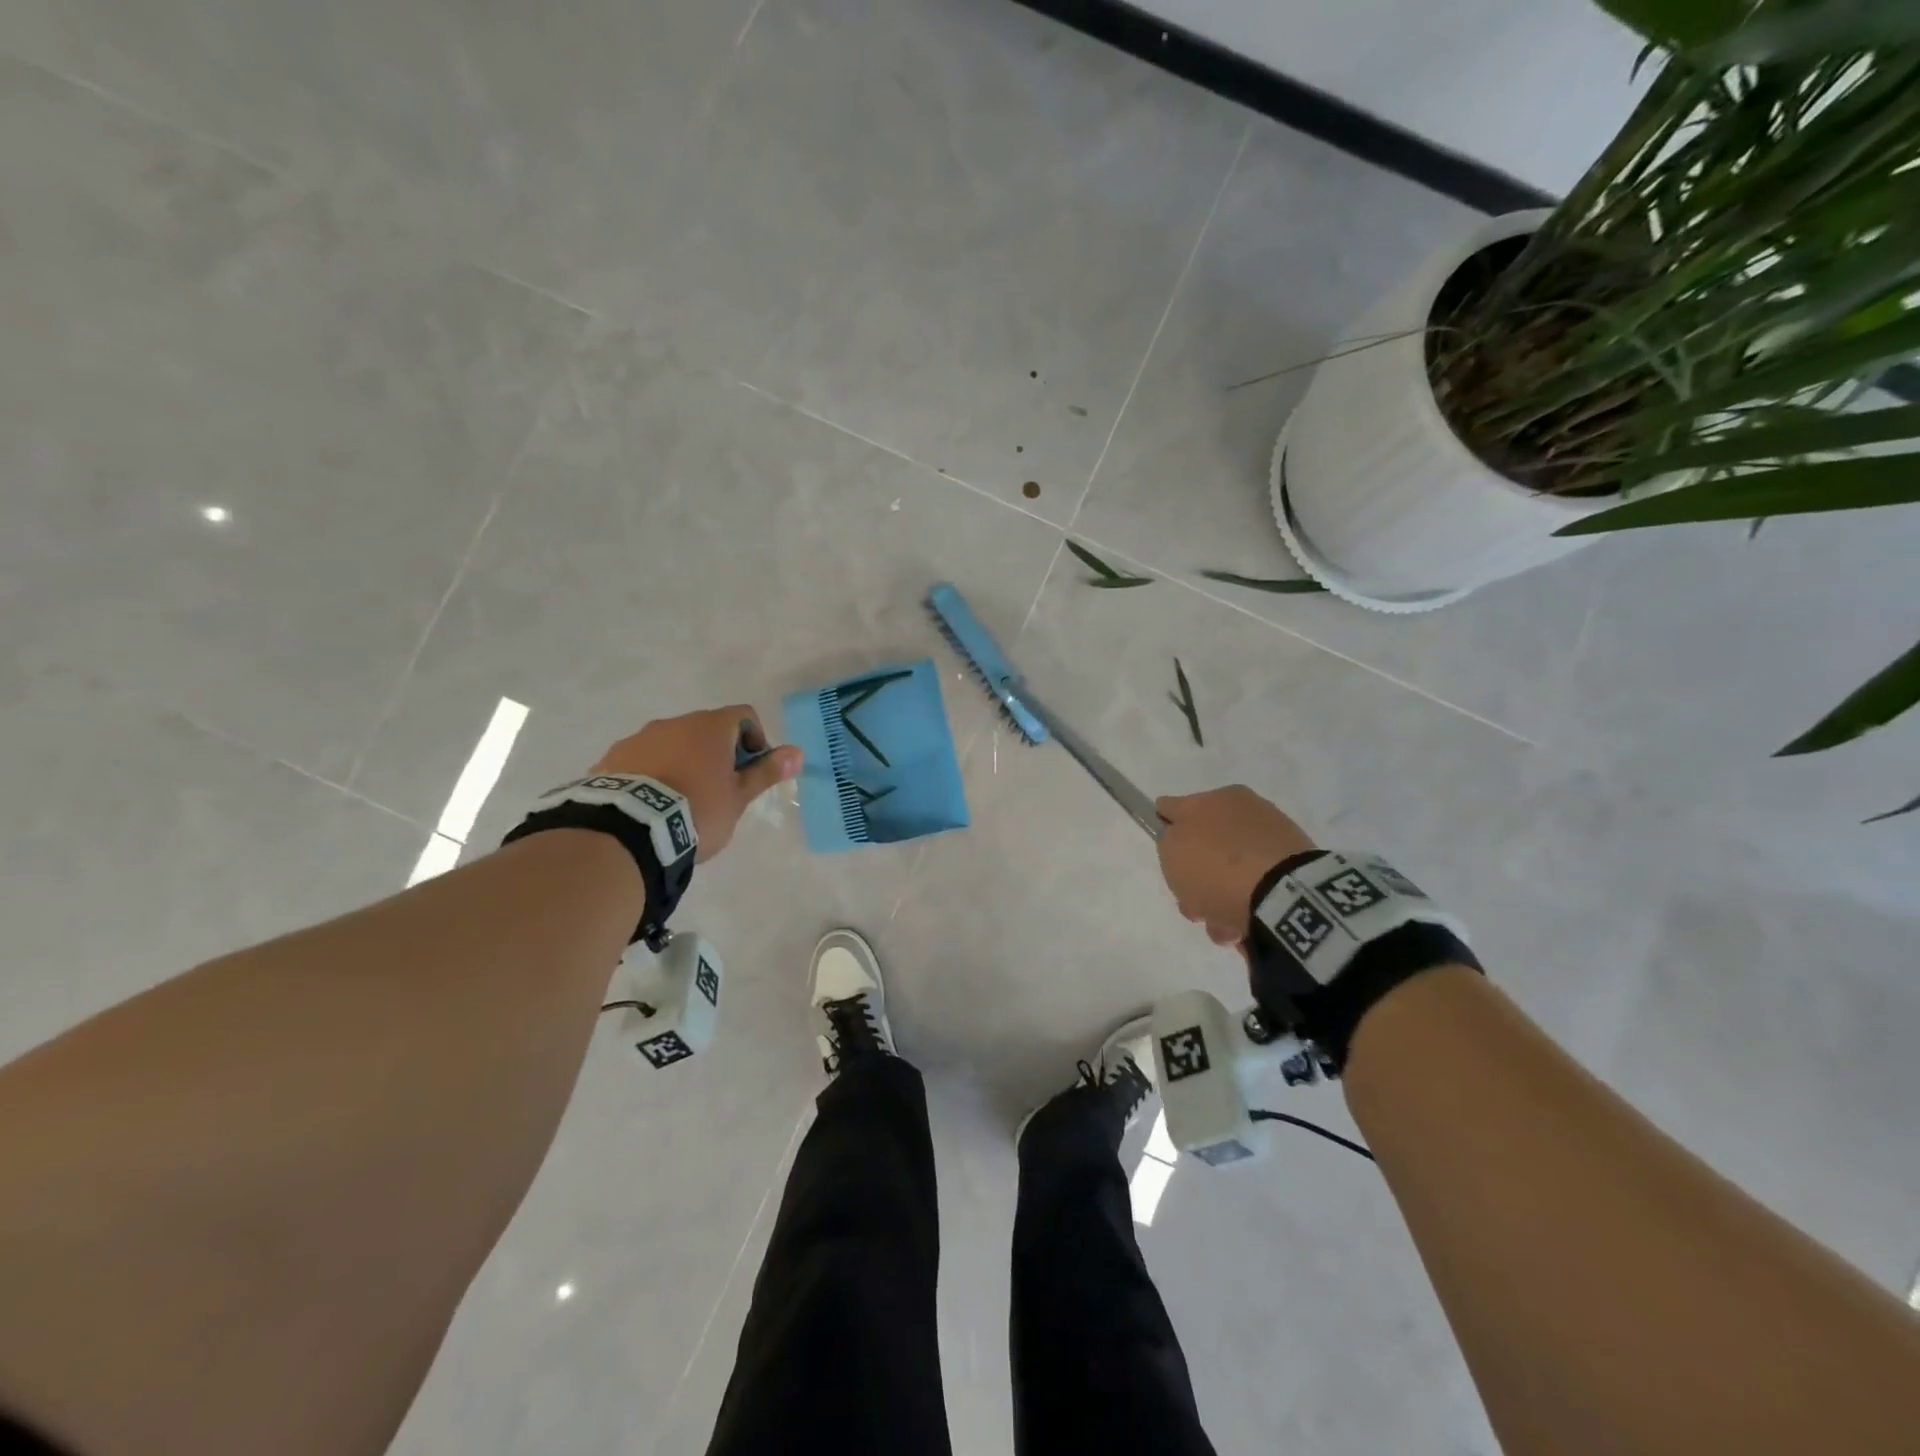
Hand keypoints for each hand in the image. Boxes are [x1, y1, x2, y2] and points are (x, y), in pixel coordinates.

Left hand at [592, 706, 802, 861]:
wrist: (630, 831)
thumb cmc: (697, 810)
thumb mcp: (738, 796)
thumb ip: (766, 772)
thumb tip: (797, 752)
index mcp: (710, 727)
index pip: (744, 716)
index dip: (754, 739)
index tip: (751, 770)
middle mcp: (674, 722)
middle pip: (706, 730)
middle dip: (716, 754)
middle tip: (719, 790)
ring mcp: (639, 738)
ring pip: (671, 744)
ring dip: (682, 762)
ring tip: (681, 801)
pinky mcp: (612, 759)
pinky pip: (641, 760)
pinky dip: (653, 774)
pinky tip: (652, 805)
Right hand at [1155, 787, 1316, 947]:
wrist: (1283, 895)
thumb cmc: (1215, 867)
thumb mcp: (1171, 852)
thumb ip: (1169, 841)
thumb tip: (1180, 839)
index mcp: (1215, 797)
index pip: (1174, 807)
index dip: (1164, 828)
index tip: (1166, 857)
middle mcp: (1244, 809)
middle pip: (1205, 846)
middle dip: (1196, 876)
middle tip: (1193, 904)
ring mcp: (1273, 837)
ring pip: (1231, 870)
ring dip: (1220, 899)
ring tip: (1222, 927)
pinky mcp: (1297, 865)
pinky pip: (1258, 885)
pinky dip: (1247, 905)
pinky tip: (1243, 927)